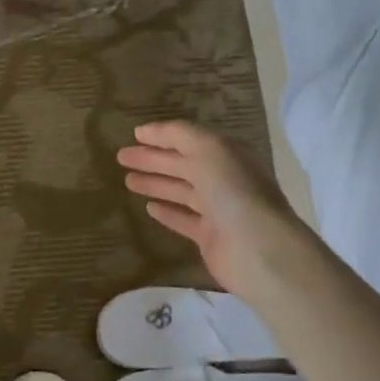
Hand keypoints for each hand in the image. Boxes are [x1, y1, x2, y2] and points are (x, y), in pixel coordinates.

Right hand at [118, 120, 302, 301]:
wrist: (258, 249)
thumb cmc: (233, 191)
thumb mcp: (207, 150)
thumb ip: (177, 135)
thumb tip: (144, 131)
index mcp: (227, 155)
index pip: (189, 140)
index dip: (162, 136)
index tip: (134, 135)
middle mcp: (223, 179)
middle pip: (182, 164)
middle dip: (152, 159)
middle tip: (121, 157)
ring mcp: (217, 209)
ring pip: (181, 191)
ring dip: (156, 183)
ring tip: (127, 180)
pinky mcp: (210, 237)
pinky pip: (184, 219)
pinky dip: (167, 212)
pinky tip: (148, 207)